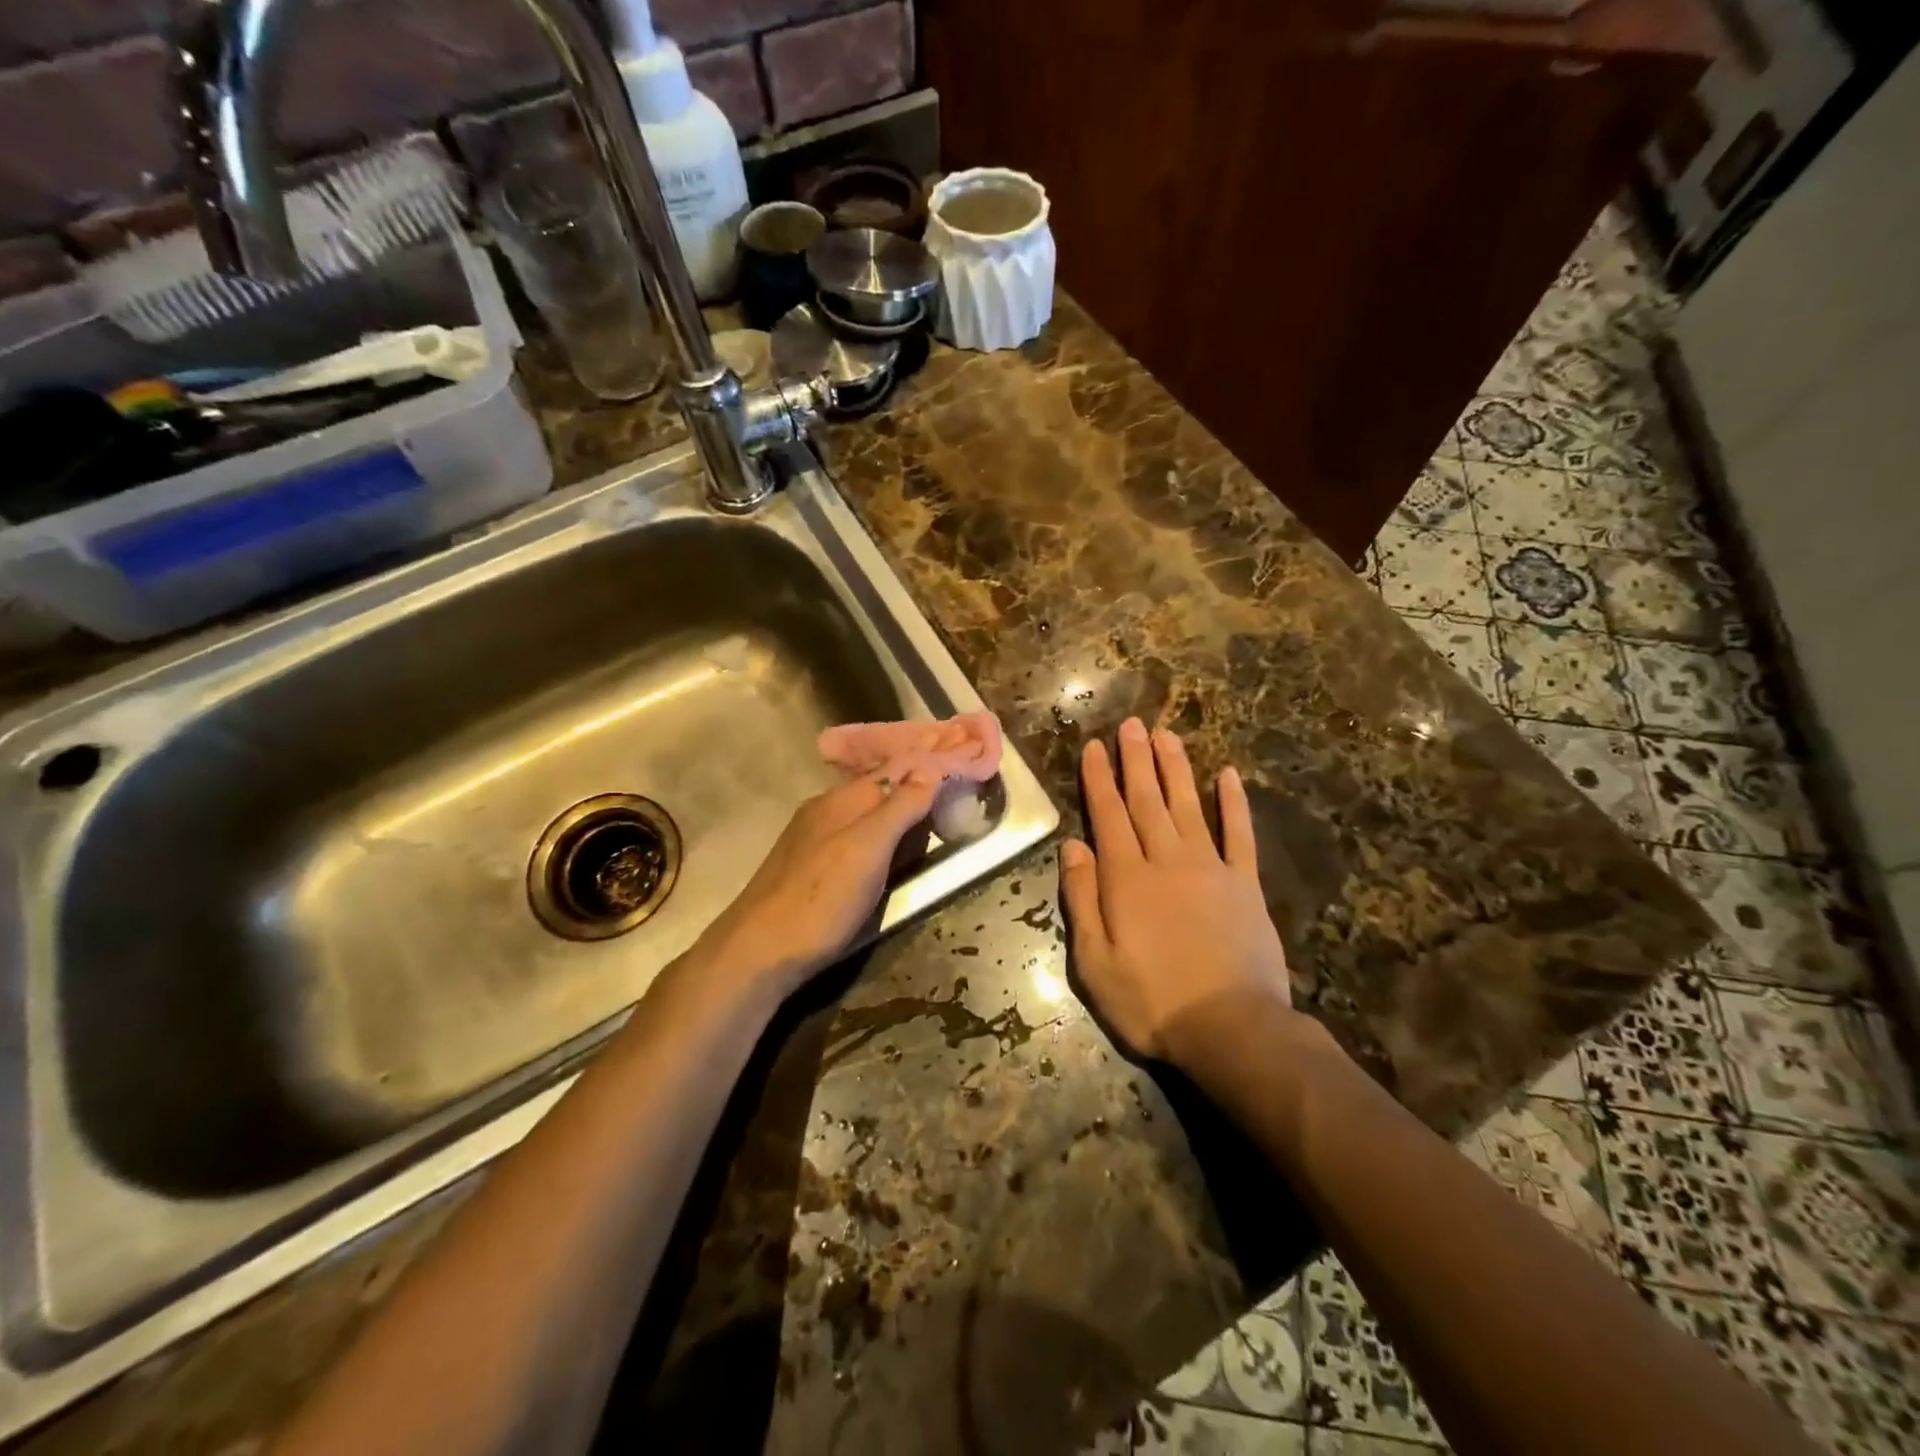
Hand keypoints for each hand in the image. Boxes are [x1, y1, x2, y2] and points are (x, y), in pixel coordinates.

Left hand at [694, 768, 940, 994]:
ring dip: (899, 818)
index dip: (928, 766)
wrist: (758, 952)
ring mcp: (814, 840)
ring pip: (866, 818)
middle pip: (880, 792)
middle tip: (956, 801)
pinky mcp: (810, 869)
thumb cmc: (820, 898)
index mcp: (842, 800)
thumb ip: (900, 808)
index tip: (964, 766)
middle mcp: (826, 811)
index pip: (895, 769)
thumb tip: (931, 767)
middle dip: (916, 792)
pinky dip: (881, 842)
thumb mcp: (868, 849)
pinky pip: (855, 841)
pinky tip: (890, 857)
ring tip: (932, 826)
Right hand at [1059, 717, 1292, 1064]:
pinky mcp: (1245, 884)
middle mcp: (1166, 860)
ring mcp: (1210, 868)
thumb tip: (1073, 846)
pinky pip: (1239, 835)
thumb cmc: (1152, 1001)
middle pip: (1147, 800)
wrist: (1231, 1028)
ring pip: (1188, 806)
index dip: (1099, 779)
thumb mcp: (1094, 961)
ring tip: (1166, 735)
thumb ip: (1082, 899)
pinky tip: (1229, 775)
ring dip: (1175, 768)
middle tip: (1130, 724)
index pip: (1108, 815)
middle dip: (1135, 760)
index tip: (1093, 747)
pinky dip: (1234, 803)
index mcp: (1126, 878)